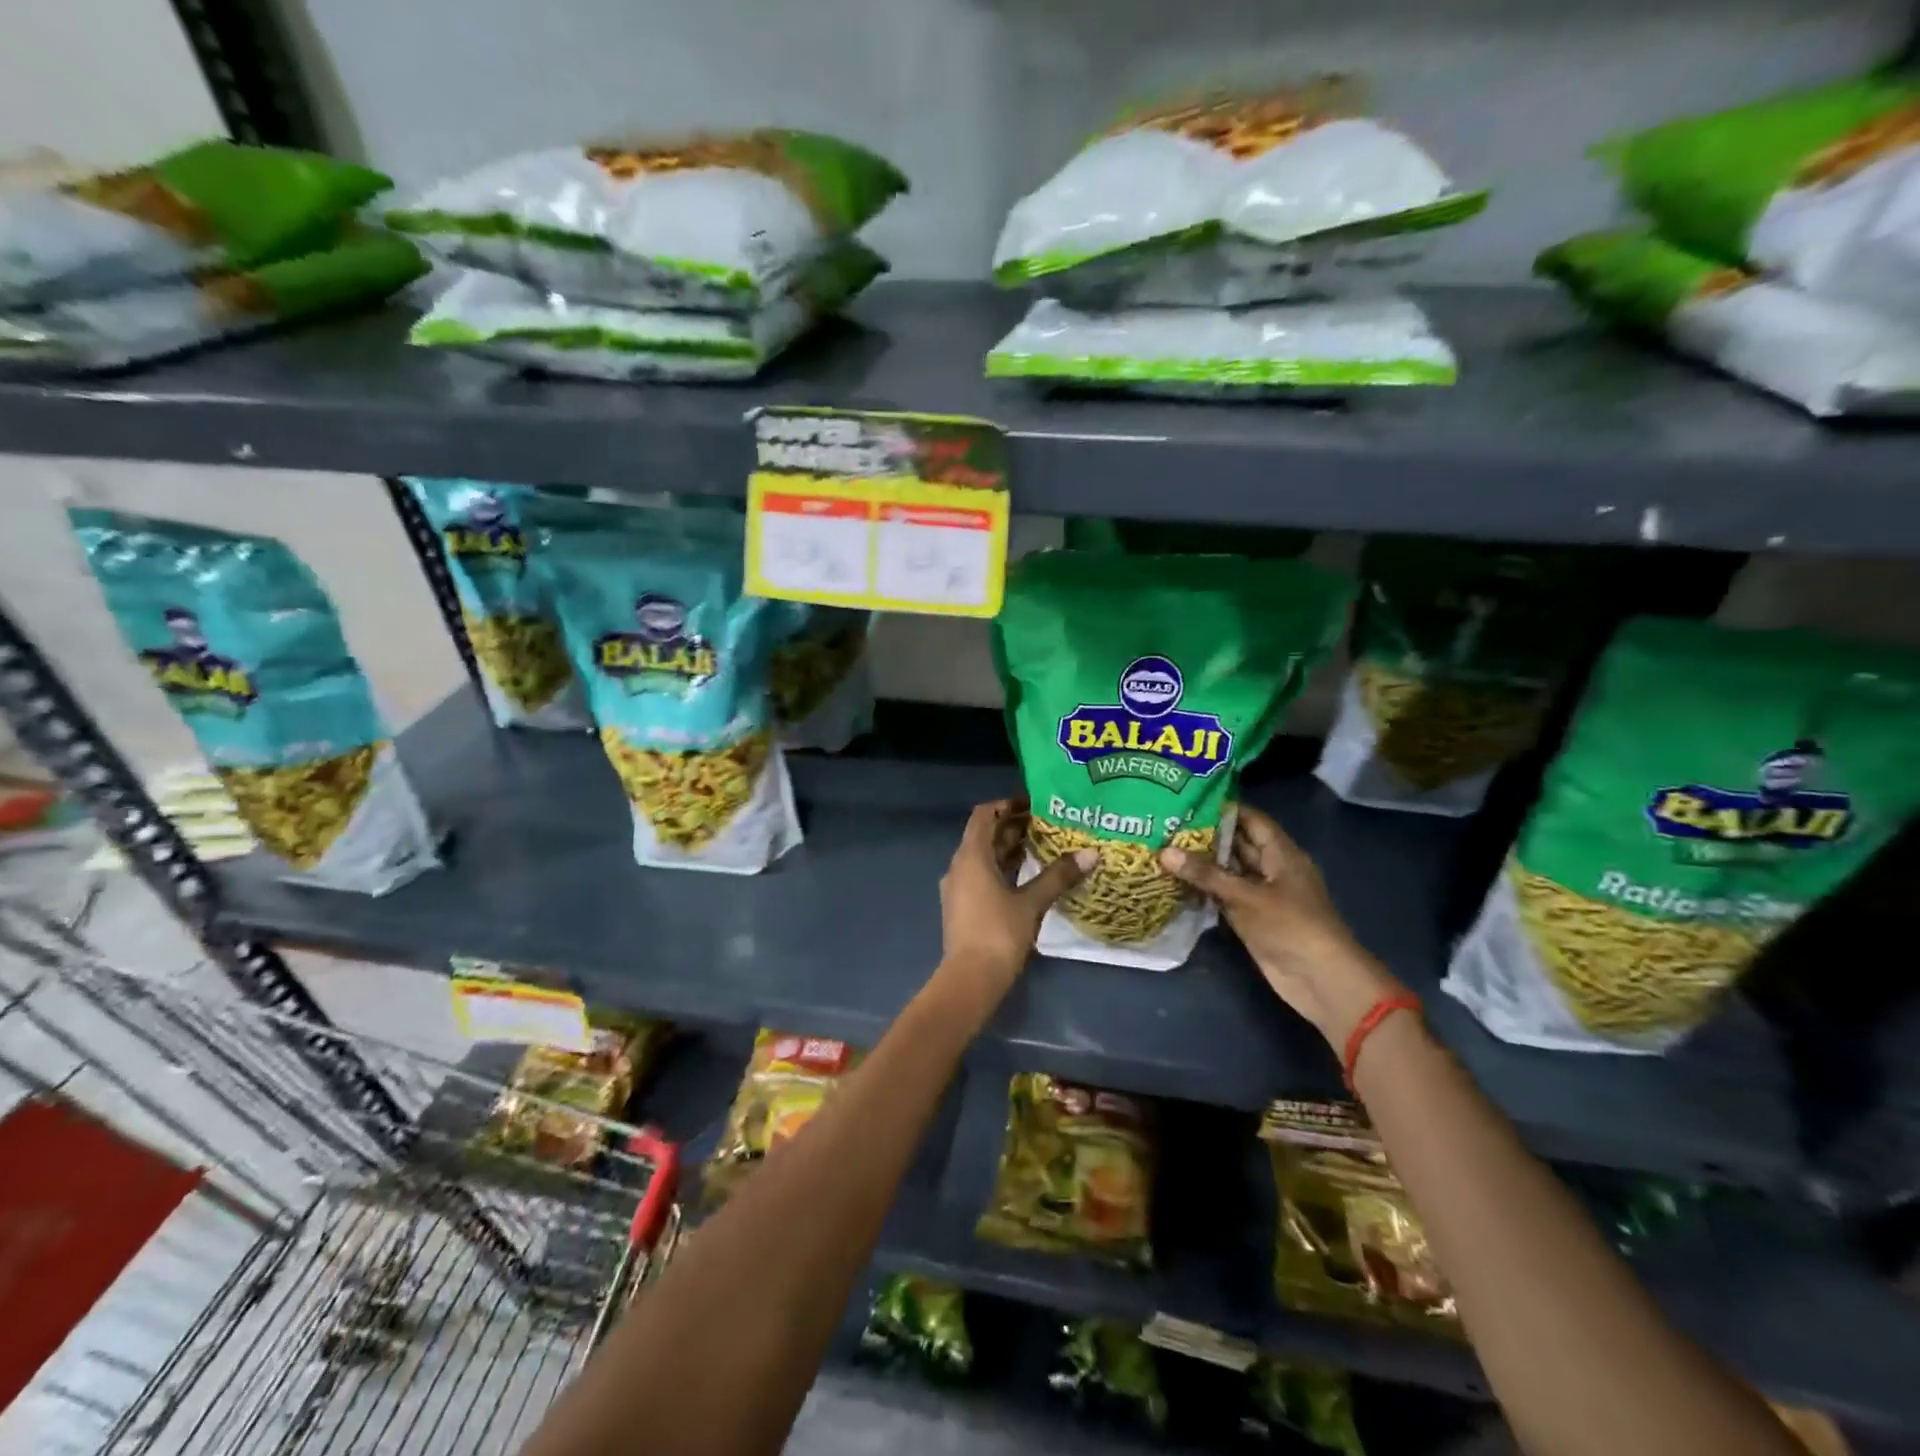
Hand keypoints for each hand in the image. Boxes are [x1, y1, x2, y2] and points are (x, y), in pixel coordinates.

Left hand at [938, 798, 1094, 1006]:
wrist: (970, 980)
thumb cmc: (998, 933)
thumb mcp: (1032, 902)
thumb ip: (1058, 876)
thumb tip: (1090, 854)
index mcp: (970, 856)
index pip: (984, 815)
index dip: (1007, 805)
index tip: (1034, 804)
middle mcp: (959, 866)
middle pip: (984, 835)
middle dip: (1013, 827)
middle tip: (1047, 824)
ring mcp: (958, 888)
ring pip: (984, 857)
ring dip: (1009, 849)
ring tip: (1043, 846)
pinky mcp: (963, 906)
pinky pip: (982, 876)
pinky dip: (1003, 869)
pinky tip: (1028, 877)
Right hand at [1160, 804, 1403, 1047]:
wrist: (1320, 980)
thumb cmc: (1292, 927)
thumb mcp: (1247, 896)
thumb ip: (1206, 874)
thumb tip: (1164, 851)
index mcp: (1281, 854)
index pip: (1251, 820)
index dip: (1224, 808)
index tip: (1189, 799)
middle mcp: (1271, 869)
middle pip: (1238, 844)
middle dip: (1206, 835)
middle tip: (1167, 822)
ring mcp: (1261, 895)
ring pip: (1228, 871)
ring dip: (1201, 863)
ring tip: (1163, 846)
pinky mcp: (1251, 918)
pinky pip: (1224, 896)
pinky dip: (1203, 889)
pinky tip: (1174, 881)